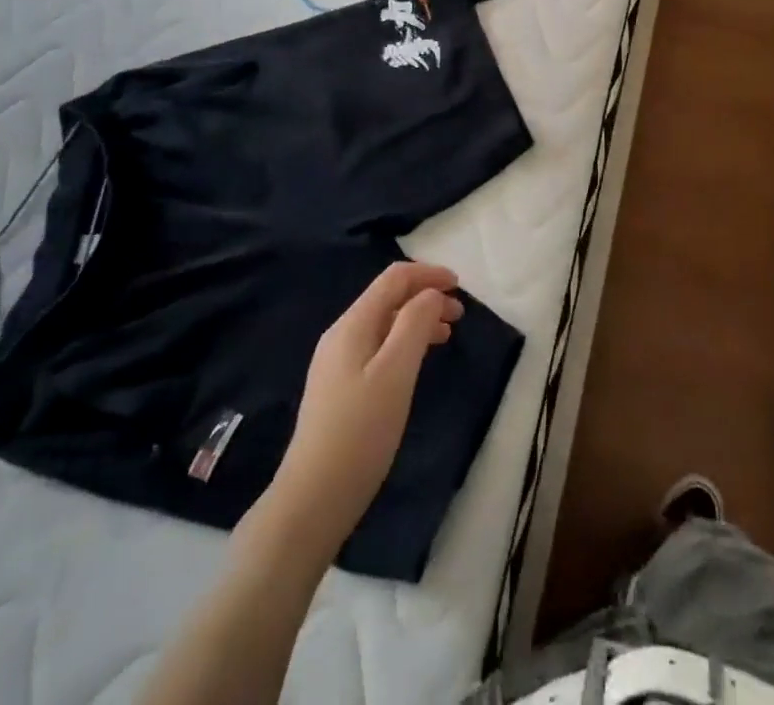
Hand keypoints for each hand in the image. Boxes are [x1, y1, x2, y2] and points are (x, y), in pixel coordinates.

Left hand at [272, 261, 463, 549]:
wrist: (313, 498)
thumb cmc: (361, 431)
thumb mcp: (396, 372)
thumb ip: (415, 324)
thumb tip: (430, 294)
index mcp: (353, 324)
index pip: (394, 279)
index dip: (428, 274)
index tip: (460, 286)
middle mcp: (341, 334)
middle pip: (388, 298)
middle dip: (426, 297)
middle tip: (460, 315)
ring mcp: (337, 362)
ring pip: (384, 323)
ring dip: (417, 320)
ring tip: (447, 335)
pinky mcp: (339, 387)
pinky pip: (377, 346)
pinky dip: (404, 342)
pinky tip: (416, 362)